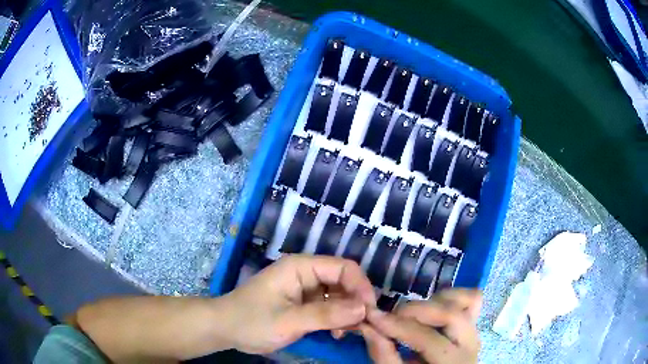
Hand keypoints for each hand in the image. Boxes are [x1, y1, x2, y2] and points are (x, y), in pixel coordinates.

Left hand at [219, 255, 376, 353]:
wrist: (225, 329)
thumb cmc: (251, 321)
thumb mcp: (289, 321)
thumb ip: (326, 315)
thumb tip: (364, 309)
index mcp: (301, 267)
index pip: (343, 268)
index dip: (361, 287)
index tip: (370, 312)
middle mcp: (306, 274)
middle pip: (343, 281)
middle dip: (356, 302)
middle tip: (364, 326)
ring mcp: (305, 290)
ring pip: (339, 296)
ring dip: (348, 312)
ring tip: (349, 332)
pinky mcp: (303, 304)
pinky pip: (329, 307)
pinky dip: (337, 319)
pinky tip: (337, 333)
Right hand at [360, 289, 481, 363]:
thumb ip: (384, 354)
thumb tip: (367, 326)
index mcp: (453, 362)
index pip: (428, 338)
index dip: (398, 326)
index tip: (372, 316)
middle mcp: (471, 343)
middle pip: (450, 313)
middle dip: (416, 310)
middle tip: (391, 317)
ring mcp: (475, 330)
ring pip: (465, 301)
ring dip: (434, 302)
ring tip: (411, 315)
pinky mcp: (473, 324)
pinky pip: (472, 300)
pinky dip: (451, 297)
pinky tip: (432, 306)